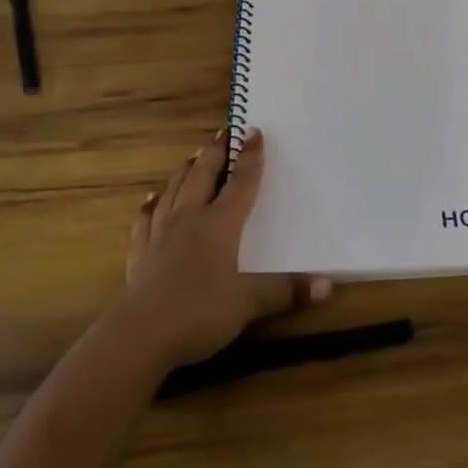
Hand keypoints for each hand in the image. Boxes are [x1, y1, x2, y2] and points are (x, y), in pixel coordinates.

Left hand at [121, 128, 331, 368]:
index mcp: (220, 224)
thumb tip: (327, 284)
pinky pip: (145, 221)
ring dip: (184, 172)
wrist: (139, 336)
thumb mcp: (249, 304)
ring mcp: (161, 235)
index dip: (250, 158)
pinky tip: (150, 200)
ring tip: (191, 157)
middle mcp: (190, 220)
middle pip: (203, 177)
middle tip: (222, 133)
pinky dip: (149, 207)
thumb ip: (286, 291)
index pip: (241, 183)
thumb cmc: (199, 313)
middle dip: (215, 154)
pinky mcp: (140, 255)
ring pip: (174, 192)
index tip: (254, 132)